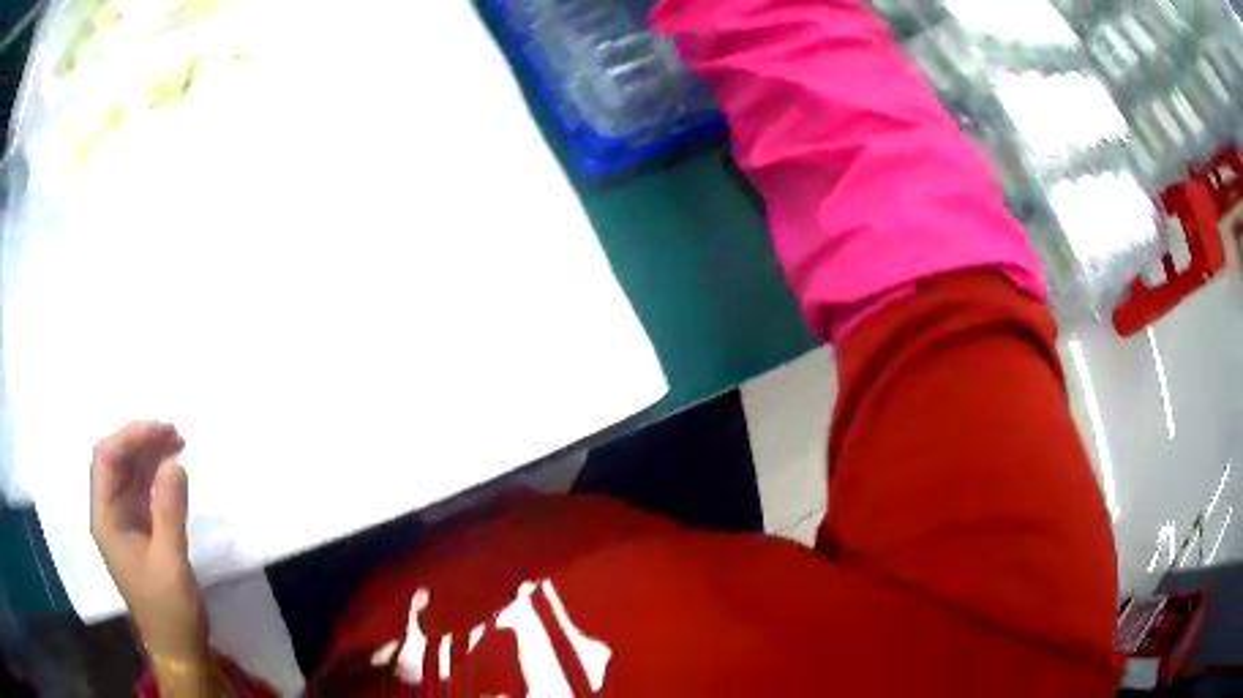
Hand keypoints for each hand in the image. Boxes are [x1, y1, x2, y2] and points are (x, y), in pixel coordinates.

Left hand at [90, 422, 208, 661]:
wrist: (178, 648)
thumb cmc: (169, 611)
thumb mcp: (171, 563)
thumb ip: (169, 511)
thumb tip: (174, 462)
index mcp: (105, 519)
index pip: (106, 459)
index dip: (129, 437)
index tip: (161, 430)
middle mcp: (108, 513)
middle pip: (115, 460)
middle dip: (141, 441)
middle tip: (175, 433)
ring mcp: (123, 521)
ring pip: (129, 472)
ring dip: (150, 454)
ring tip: (178, 442)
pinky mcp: (138, 529)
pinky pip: (141, 489)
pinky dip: (155, 473)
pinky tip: (171, 468)